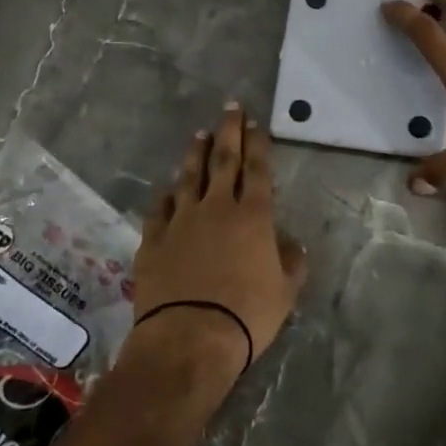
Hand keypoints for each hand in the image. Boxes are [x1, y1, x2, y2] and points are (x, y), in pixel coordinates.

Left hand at [131, 104, 307, 371]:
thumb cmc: (247, 315)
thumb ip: (292, 262)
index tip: (255, 122)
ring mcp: (181, 221)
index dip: (257, 144)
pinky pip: (160, 208)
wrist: (189, 338)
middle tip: (230, 108)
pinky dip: (166, 194)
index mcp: (253, 216)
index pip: (257, 169)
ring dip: (196, 154)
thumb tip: (291, 243)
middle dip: (229, 132)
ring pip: (189, 177)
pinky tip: (169, 188)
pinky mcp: (154, 239)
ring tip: (199, 134)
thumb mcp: (285, 292)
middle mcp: (217, 208)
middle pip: (223, 161)